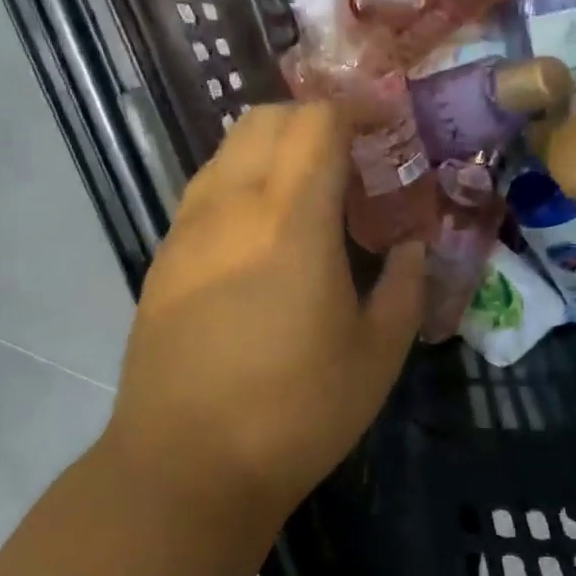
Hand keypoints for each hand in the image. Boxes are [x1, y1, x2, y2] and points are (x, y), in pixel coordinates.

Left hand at [98, 103, 424, 527]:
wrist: (185, 464)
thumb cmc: (295, 412)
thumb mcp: (377, 354)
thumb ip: (405, 286)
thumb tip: (413, 246)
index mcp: (291, 219)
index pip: (318, 121)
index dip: (357, 111)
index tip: (387, 130)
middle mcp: (231, 205)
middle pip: (266, 119)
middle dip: (315, 121)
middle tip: (352, 162)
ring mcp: (187, 229)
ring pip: (228, 150)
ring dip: (273, 150)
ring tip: (309, 196)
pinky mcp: (163, 259)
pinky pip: (205, 190)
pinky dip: (242, 184)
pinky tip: (262, 237)